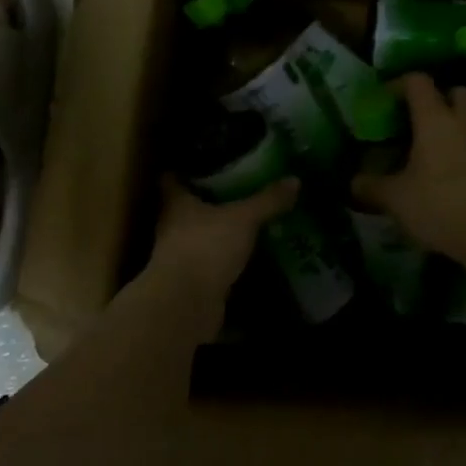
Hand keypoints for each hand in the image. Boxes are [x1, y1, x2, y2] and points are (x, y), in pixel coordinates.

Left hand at [149, 174, 299, 299]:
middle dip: (206, 199)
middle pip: (185, 207)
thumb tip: (294, 179)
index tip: (204, 161)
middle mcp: (171, 226)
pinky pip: (208, 262)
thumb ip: (267, 201)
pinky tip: (243, 254)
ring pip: (197, 236)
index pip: (172, 179)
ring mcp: (179, 256)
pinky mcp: (190, 281)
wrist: (186, 304)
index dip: (185, 169)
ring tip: (244, 221)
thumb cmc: (206, 247)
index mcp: (176, 203)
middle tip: (235, 188)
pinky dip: (222, 258)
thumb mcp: (243, 219)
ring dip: (215, 231)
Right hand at [351, 73, 465, 263]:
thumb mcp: (396, 199)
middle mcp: (464, 121)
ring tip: (441, 141)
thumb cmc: (440, 205)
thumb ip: (372, 187)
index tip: (384, 102)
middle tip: (418, 121)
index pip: (417, 82)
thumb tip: (353, 183)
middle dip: (438, 99)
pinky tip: (459, 166)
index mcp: (434, 119)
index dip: (399, 84)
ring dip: (461, 118)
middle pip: (456, 91)